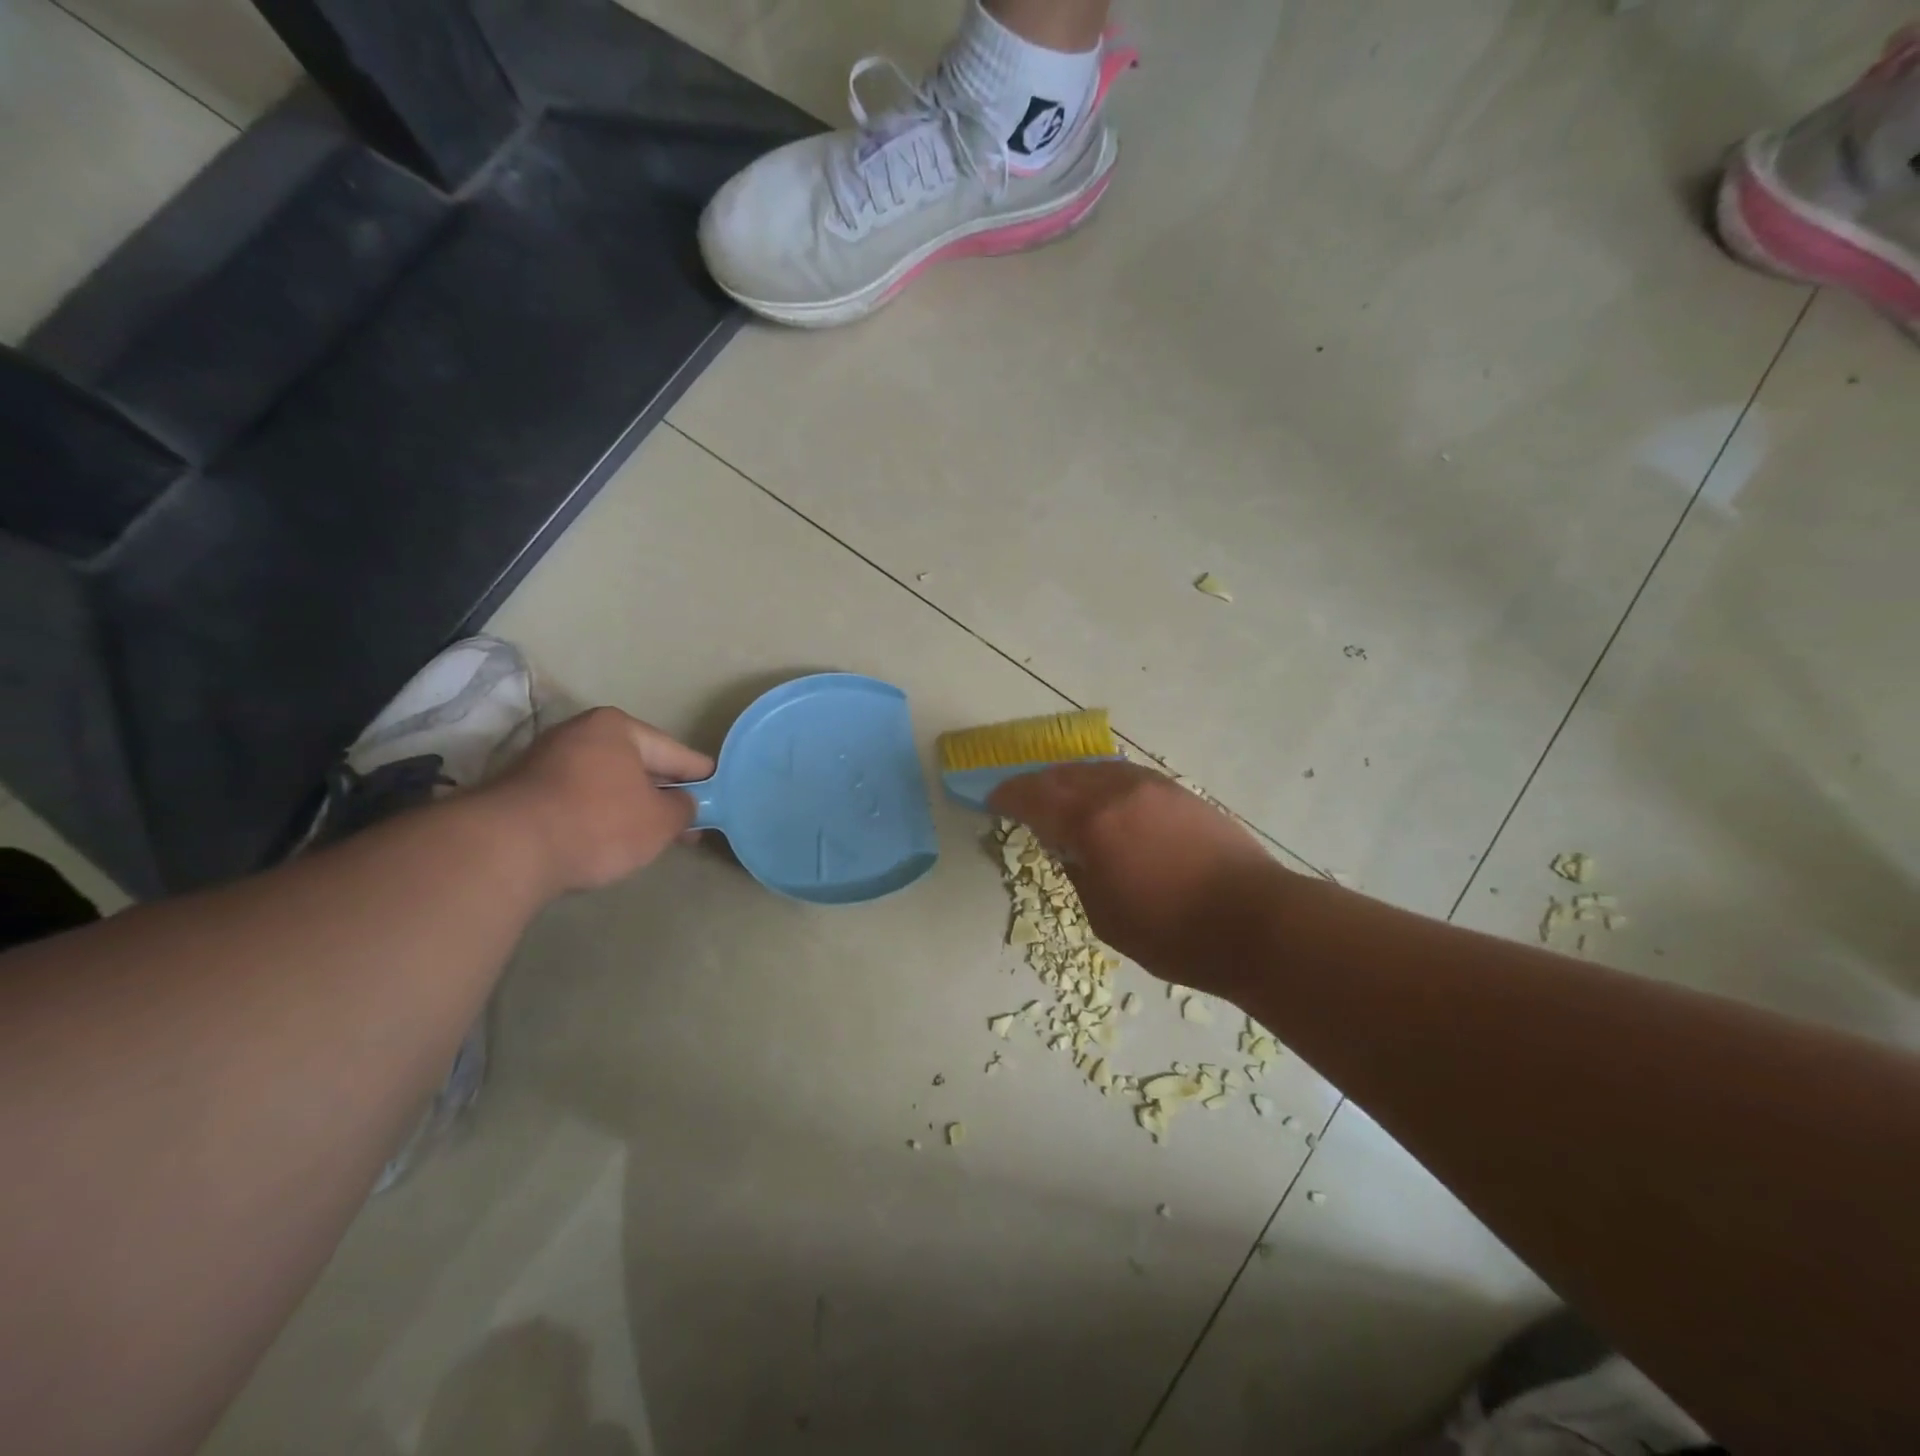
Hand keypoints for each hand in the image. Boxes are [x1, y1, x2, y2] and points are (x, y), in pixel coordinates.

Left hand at [485, 708, 713, 894]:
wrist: (506, 849)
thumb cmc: (598, 823)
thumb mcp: (660, 821)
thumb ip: (683, 808)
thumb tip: (682, 804)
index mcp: (618, 728)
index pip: (675, 752)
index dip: (700, 774)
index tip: (720, 788)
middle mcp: (580, 733)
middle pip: (638, 765)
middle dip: (664, 792)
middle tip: (690, 820)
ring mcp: (546, 760)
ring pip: (607, 782)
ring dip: (631, 805)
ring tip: (654, 834)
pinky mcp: (523, 790)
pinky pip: (579, 798)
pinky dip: (600, 814)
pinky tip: (611, 837)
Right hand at [988, 761, 1283, 991]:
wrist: (1256, 922)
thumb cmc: (1173, 933)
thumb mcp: (1105, 916)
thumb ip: (1078, 872)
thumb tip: (1070, 848)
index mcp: (1092, 823)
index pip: (1035, 797)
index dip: (1008, 797)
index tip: (992, 801)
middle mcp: (1118, 792)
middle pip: (1063, 775)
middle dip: (1036, 785)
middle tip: (1020, 799)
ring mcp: (1153, 787)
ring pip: (1097, 770)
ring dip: (1070, 780)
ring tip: (1060, 797)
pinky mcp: (1180, 793)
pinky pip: (1126, 776)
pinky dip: (1102, 782)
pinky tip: (1104, 800)